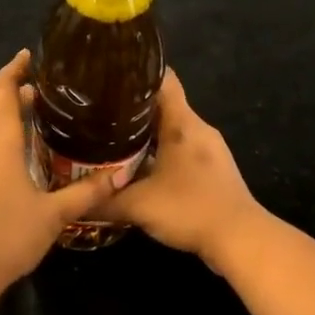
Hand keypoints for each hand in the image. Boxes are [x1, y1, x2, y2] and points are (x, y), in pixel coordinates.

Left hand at [0, 51, 120, 288]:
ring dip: (4, 113)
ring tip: (34, 114)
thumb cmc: (8, 235)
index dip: (13, 69)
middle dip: (13, 91)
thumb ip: (86, 193)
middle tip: (43, 90)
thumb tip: (119, 176)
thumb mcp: (54, 214)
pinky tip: (18, 152)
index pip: (1, 91)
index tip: (29, 56)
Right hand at [98, 70, 263, 264]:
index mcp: (182, 123)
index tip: (109, 76)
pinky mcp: (213, 171)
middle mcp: (198, 129)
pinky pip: (181, 150)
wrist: (241, 240)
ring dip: (146, 133)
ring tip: (113, 138)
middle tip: (99, 112)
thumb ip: (103, 201)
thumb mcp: (138, 205)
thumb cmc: (190, 209)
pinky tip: (140, 167)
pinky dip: (160, 152)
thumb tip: (74, 201)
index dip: (137, 74)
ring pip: (172, 129)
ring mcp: (209, 150)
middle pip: (163, 105)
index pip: (163, 80)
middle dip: (132, 107)